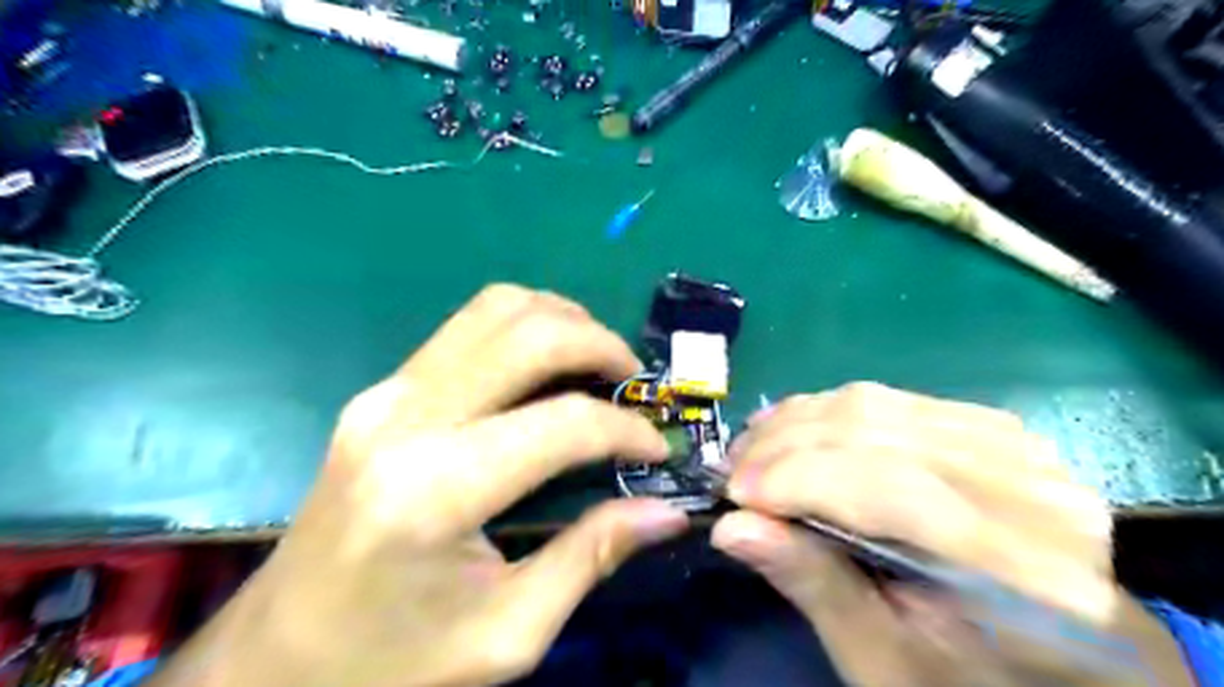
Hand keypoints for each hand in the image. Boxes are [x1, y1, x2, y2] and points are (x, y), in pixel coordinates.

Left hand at [146, 284, 687, 685]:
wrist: (272, 656)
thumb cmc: (390, 663)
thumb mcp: (507, 632)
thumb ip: (591, 557)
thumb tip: (667, 511)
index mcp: (435, 491)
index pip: (561, 424)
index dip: (625, 429)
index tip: (657, 448)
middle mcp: (406, 418)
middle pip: (529, 335)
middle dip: (601, 345)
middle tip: (635, 381)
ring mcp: (386, 393)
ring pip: (495, 308)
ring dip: (563, 320)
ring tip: (598, 360)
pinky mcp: (381, 390)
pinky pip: (468, 326)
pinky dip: (524, 326)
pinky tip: (548, 361)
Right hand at [709, 383, 1197, 683]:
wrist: (1067, 657)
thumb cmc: (970, 677)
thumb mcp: (884, 659)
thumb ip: (812, 583)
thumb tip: (730, 526)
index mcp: (1029, 577)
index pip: (894, 492)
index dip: (801, 481)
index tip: (734, 495)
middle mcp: (1037, 495)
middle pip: (882, 436)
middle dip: (788, 446)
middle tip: (732, 469)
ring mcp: (1022, 451)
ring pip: (880, 406)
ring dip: (800, 421)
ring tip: (752, 446)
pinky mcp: (995, 429)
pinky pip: (892, 400)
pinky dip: (829, 411)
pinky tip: (794, 427)